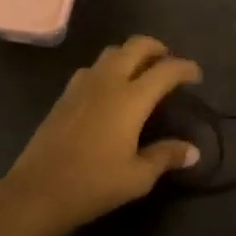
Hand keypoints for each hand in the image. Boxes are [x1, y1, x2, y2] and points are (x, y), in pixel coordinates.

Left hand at [0, 36, 203, 235]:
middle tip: (168, 63)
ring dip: (131, 54)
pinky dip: (109, 68)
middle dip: (157, 48)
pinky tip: (110, 90)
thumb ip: (166, 156)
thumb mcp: (137, 177)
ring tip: (141, 73)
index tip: (196, 75)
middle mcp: (107, 81)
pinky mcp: (65, 94)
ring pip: (112, 52)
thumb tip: (192, 151)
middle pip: (136, 46)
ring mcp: (82, 84)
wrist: (39, 189)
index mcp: (130, 98)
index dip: (184, 68)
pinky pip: (93, 67)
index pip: (165, 70)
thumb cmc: (94, 184)